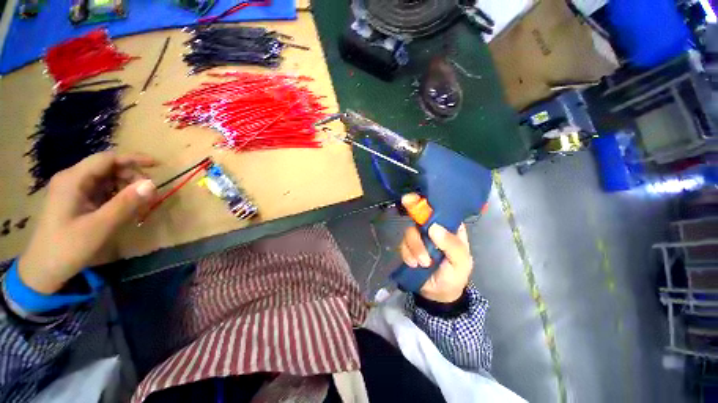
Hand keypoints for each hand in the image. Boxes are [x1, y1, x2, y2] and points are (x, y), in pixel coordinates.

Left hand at [18, 152, 157, 293]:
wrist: (42, 271)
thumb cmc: (67, 248)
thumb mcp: (99, 227)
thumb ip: (125, 204)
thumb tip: (152, 184)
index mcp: (73, 179)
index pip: (108, 158)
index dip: (134, 159)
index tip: (159, 165)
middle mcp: (73, 179)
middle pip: (109, 168)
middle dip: (133, 177)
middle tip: (149, 195)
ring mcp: (74, 190)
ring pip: (108, 179)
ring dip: (128, 188)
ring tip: (140, 205)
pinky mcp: (77, 201)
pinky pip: (103, 191)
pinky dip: (119, 197)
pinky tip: (126, 209)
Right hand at [399, 194, 472, 302]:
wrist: (438, 294)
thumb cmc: (455, 275)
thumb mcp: (461, 262)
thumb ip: (452, 245)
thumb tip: (434, 228)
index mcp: (449, 227)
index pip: (439, 210)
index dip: (427, 202)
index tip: (413, 198)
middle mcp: (432, 228)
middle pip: (419, 218)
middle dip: (416, 233)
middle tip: (416, 236)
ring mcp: (419, 237)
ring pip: (409, 232)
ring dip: (414, 248)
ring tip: (422, 263)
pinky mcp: (408, 247)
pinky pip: (402, 245)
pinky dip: (407, 255)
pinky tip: (414, 264)